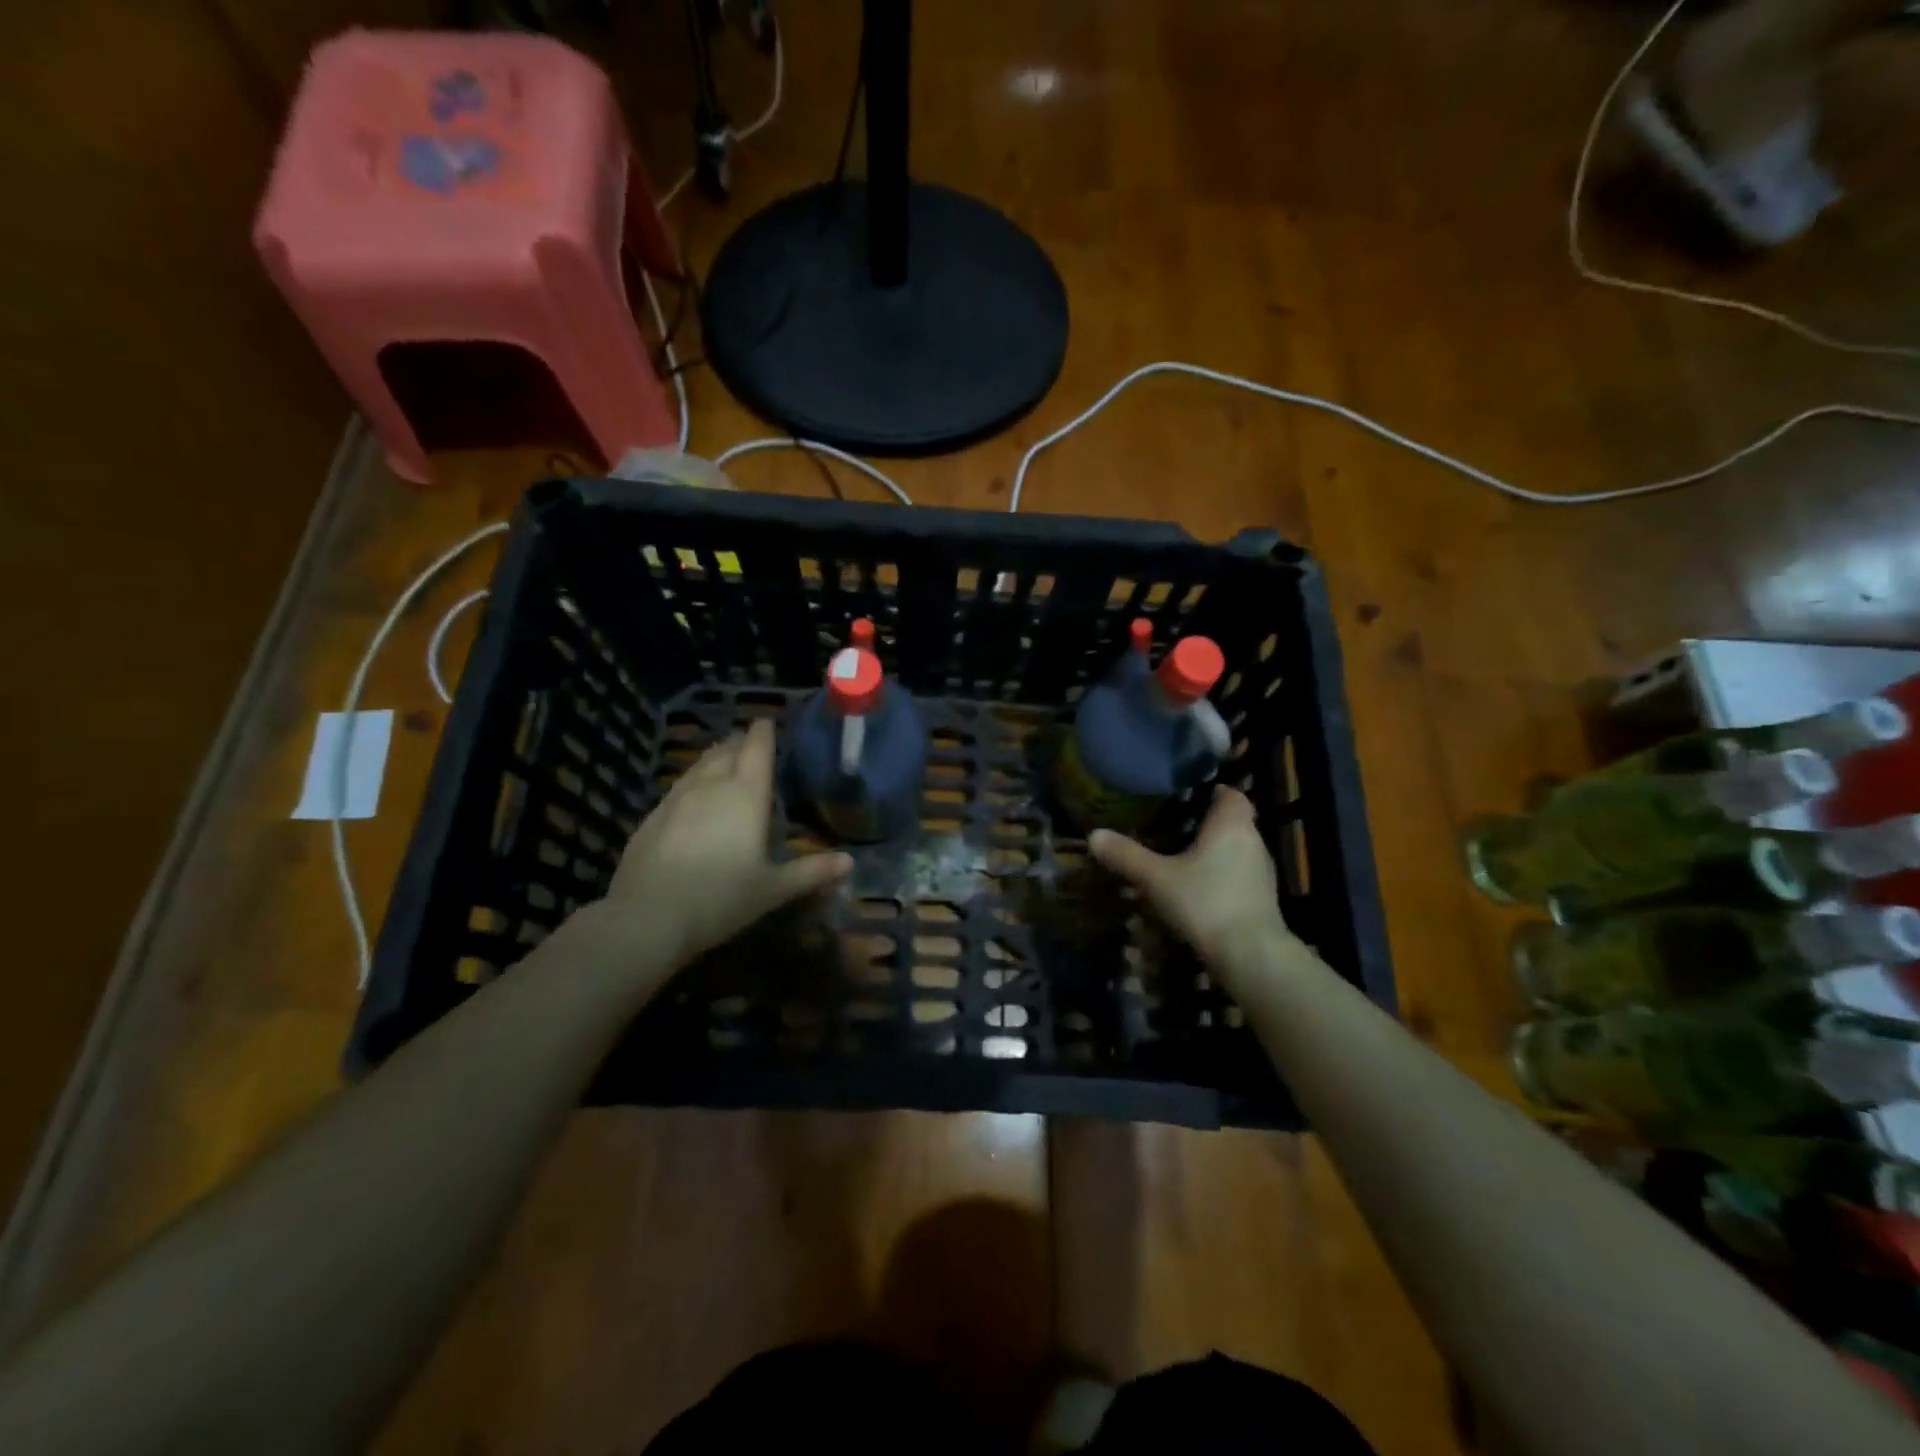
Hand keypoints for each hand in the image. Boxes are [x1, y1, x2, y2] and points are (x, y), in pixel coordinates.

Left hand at [602, 719, 851, 969]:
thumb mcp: (773, 889)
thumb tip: (850, 861)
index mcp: (746, 795)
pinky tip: (691, 796)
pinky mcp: (652, 817)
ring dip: (713, 758)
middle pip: (726, 752)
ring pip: (699, 766)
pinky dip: (692, 782)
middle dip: (739, 743)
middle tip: (748, 741)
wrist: (648, 917)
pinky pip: (678, 787)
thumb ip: (811, 872)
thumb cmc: (721, 898)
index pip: (756, 750)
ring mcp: (676, 799)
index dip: (763, 733)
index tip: (766, 722)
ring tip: (722, 758)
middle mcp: (711, 786)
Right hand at [1089, 788, 1294, 983]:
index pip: (1231, 794)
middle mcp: (1253, 842)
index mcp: (1231, 825)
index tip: (1187, 796)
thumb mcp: (1157, 878)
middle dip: (1207, 823)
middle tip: (1174, 826)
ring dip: (1215, 852)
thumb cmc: (1205, 902)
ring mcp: (1262, 873)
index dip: (1212, 791)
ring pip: (1237, 850)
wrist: (1250, 956)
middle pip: (1233, 821)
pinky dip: (1222, 875)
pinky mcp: (1263, 899)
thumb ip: (1127, 855)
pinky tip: (1198, 889)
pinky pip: (1240, 875)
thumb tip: (1093, 835)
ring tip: (1182, 857)